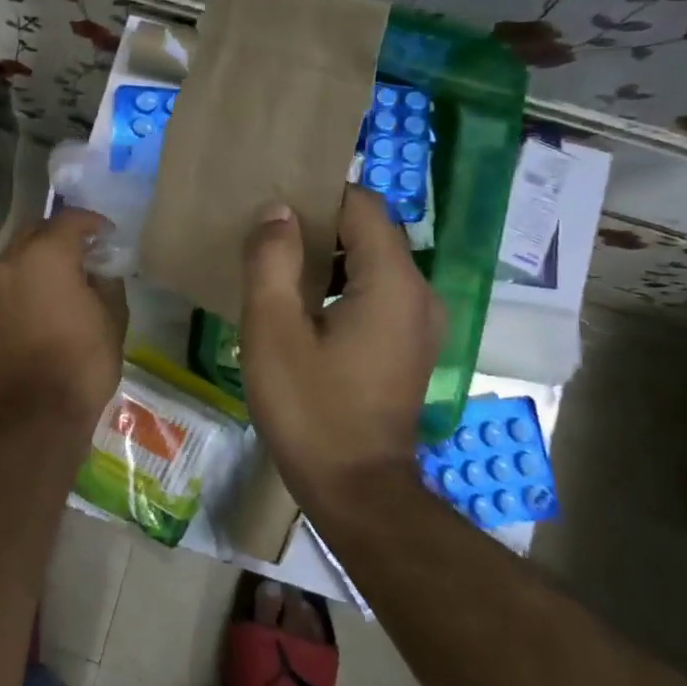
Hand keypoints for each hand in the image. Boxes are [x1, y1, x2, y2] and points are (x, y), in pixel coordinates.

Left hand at [0, 207, 126, 426]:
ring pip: (13, 259)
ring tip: (58, 282)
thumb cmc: (83, 361)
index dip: (92, 222)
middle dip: (58, 235)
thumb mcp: (113, 317)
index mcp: (46, 255)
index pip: (69, 220)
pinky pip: (2, 289)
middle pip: (34, 231)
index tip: (107, 235)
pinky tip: (37, 310)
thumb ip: (107, 280)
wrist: (37, 413)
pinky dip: (21, 289)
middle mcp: (10, 263)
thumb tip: (99, 269)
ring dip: (36, 261)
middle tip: (81, 253)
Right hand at [239, 187, 445, 501]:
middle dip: (319, 226)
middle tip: (265, 239)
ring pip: (372, 263)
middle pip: (369, 232)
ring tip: (276, 271)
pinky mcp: (410, 346)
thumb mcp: (272, 330)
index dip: (318, 196)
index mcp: (392, 282)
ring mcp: (421, 322)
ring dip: (327, 258)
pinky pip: (377, 293)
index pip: (363, 205)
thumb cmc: (309, 407)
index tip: (273, 207)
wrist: (356, 489)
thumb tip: (277, 212)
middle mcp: (420, 293)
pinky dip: (341, 286)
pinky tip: (302, 309)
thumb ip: (271, 261)